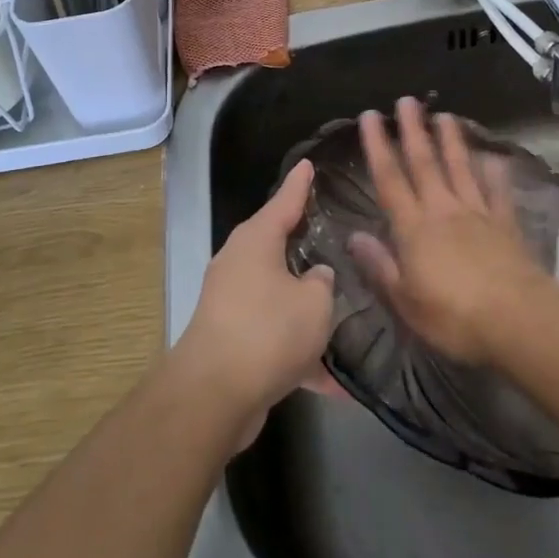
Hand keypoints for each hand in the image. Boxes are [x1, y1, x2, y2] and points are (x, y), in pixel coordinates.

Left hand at [174, 159, 335, 438]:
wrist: (214, 394)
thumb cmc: (268, 330)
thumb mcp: (313, 303)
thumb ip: (322, 283)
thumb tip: (316, 276)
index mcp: (256, 241)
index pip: (284, 201)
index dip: (300, 183)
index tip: (309, 163)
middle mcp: (239, 264)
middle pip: (277, 245)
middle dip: (304, 243)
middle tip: (335, 233)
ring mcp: (232, 302)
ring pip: (278, 295)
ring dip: (306, 308)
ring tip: (344, 311)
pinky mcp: (233, 340)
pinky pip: (275, 337)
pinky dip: (300, 354)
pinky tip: (333, 383)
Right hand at [352, 98, 545, 363]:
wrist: (519, 321)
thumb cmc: (454, 316)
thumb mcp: (405, 300)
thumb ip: (379, 266)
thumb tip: (353, 236)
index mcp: (413, 228)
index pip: (389, 179)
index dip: (377, 146)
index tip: (370, 116)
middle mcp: (443, 210)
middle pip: (424, 163)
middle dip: (413, 130)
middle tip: (406, 100)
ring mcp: (477, 214)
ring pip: (460, 169)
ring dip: (451, 141)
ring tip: (444, 115)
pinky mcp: (506, 225)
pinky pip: (498, 193)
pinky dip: (495, 173)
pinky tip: (495, 157)